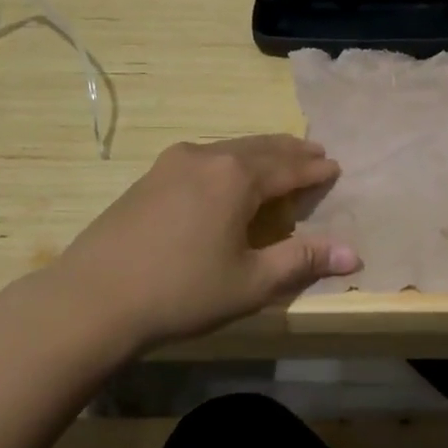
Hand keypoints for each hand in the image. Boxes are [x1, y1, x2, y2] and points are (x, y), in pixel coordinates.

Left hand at [45, 135, 360, 354]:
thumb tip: (355, 255)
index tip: (336, 167)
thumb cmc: (181, 292)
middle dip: (292, 152)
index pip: (289, 167)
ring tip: (280, 158)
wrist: (91, 299)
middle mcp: (208, 156)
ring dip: (261, 153)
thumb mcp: (250, 283)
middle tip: (316, 153)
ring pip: (232, 148)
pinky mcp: (151, 176)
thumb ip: (303, 261)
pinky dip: (231, 161)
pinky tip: (229, 175)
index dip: (315, 170)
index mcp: (237, 176)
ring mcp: (174, 162)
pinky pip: (206, 157)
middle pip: (262, 148)